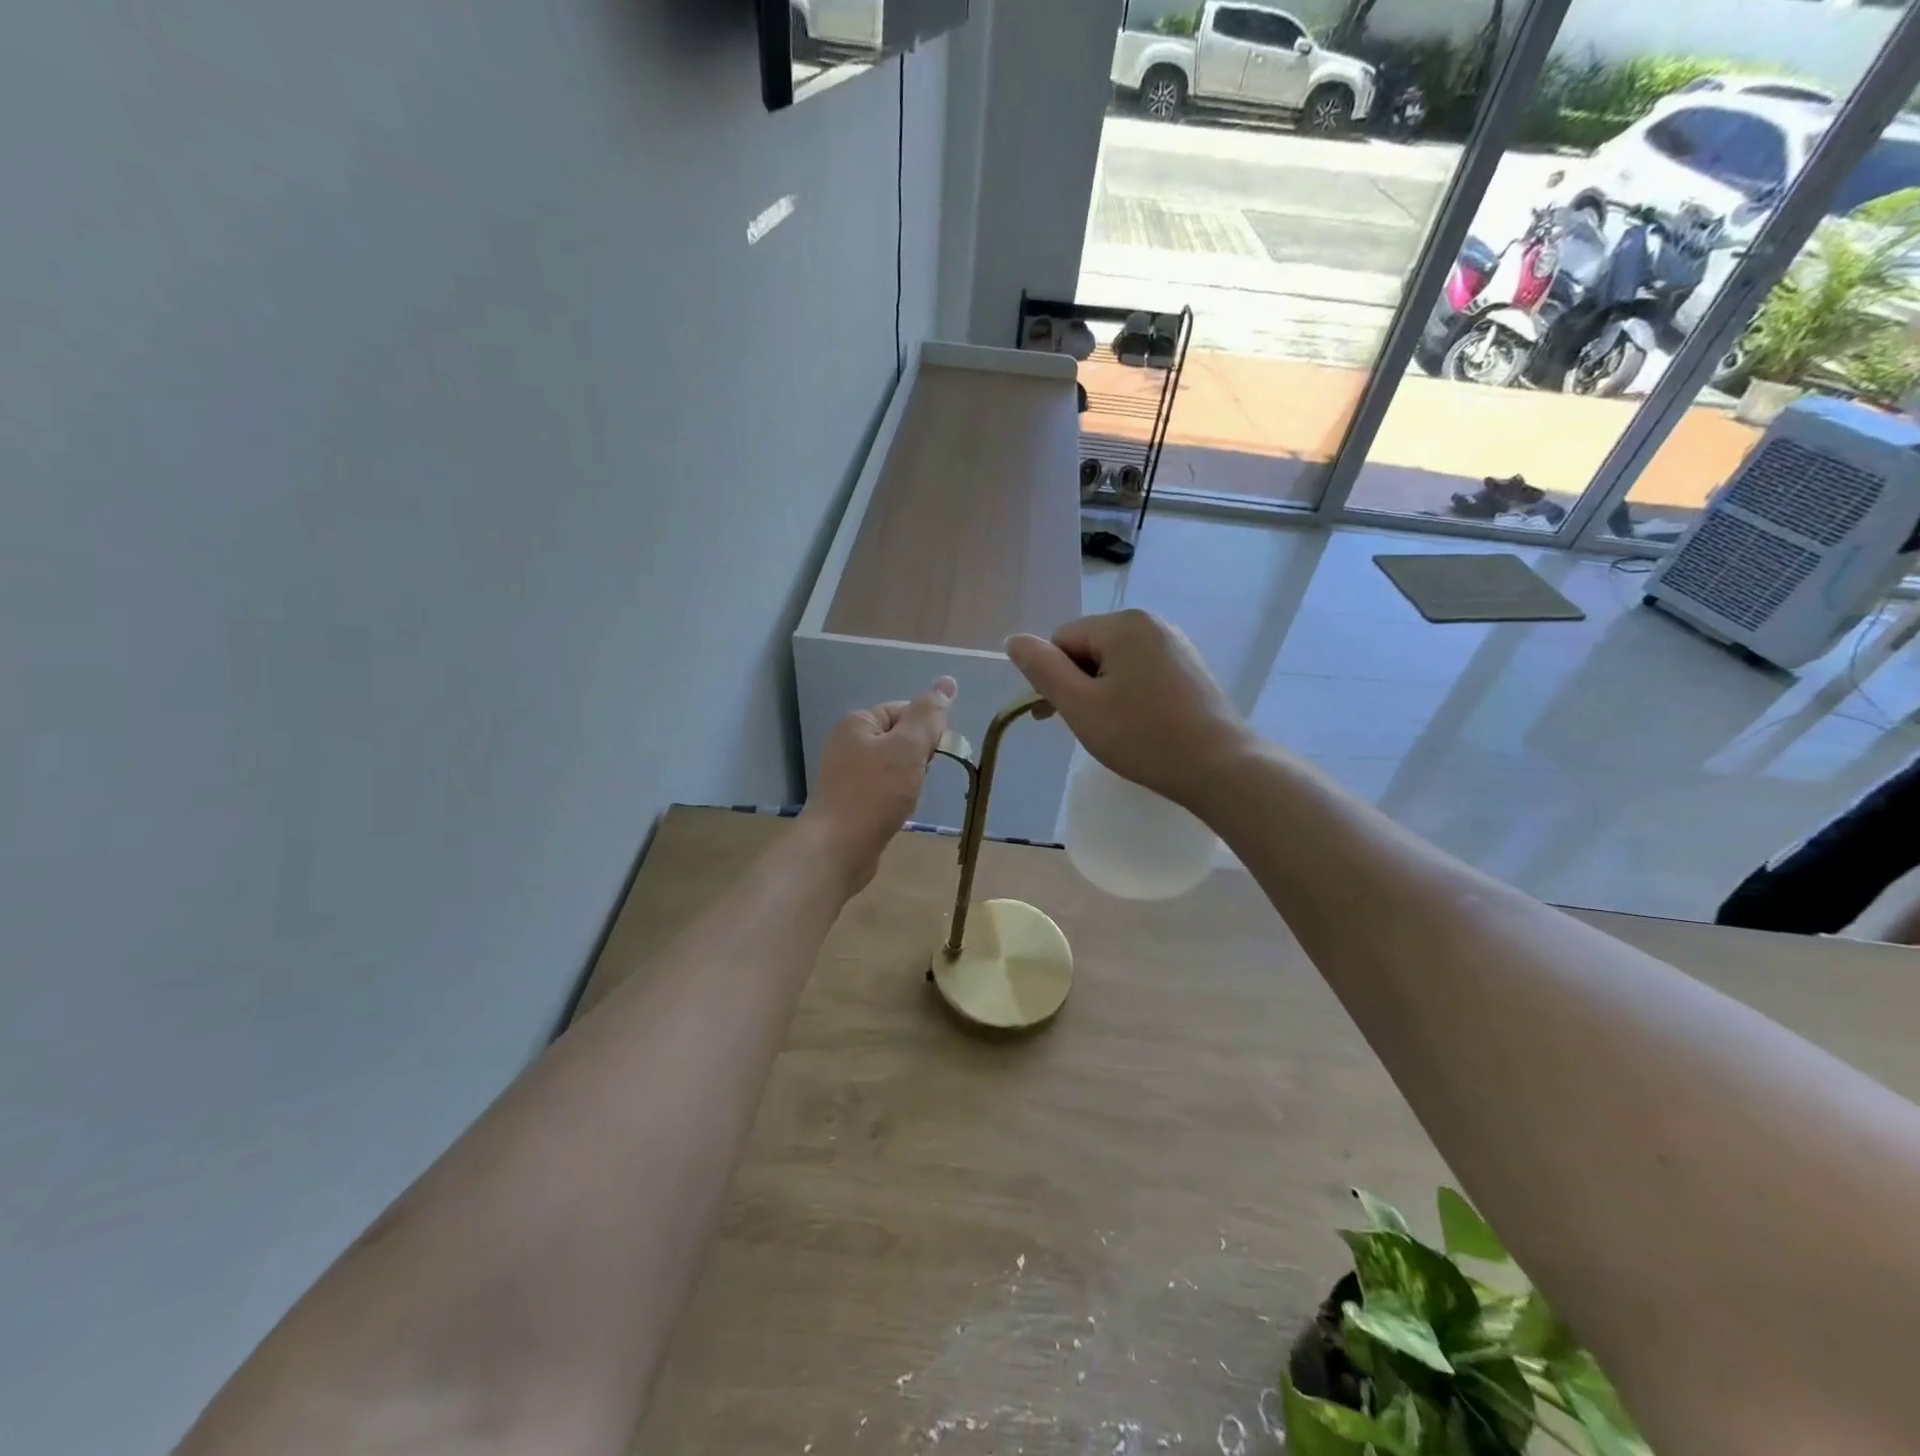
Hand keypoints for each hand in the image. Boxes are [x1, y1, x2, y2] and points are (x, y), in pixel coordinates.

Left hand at [799, 678, 956, 893]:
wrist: (838, 847)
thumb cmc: (875, 793)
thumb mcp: (908, 747)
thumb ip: (929, 715)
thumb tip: (947, 681)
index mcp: (858, 722)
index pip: (906, 711)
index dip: (926, 731)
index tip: (931, 756)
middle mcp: (848, 742)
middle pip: (900, 738)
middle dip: (918, 757)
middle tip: (918, 778)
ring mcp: (846, 773)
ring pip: (894, 766)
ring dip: (909, 779)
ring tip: (908, 797)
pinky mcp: (850, 800)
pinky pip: (883, 788)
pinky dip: (896, 797)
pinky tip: (898, 811)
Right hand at [1006, 610, 1250, 808]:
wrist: (1220, 767)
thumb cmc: (1143, 737)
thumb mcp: (1080, 705)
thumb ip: (1042, 669)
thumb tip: (1013, 639)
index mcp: (1124, 624)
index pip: (1063, 640)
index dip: (1053, 678)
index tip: (1056, 717)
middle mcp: (1152, 623)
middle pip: (1090, 648)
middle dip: (1079, 684)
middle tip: (1088, 727)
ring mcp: (1177, 645)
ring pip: (1116, 662)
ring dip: (1102, 692)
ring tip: (1115, 730)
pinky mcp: (1191, 668)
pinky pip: (1143, 672)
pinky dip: (1130, 695)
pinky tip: (1140, 725)